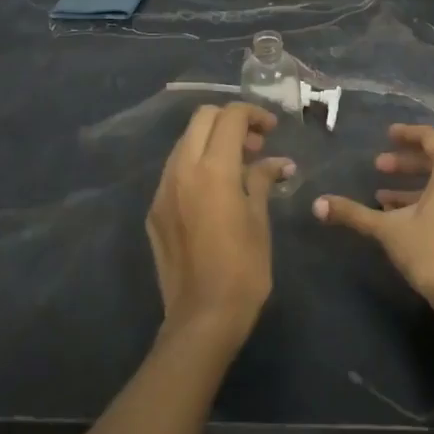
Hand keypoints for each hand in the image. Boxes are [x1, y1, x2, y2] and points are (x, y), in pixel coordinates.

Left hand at [146, 103, 292, 340]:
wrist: (202, 318)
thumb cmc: (243, 268)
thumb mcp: (259, 219)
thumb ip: (263, 180)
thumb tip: (278, 163)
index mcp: (213, 169)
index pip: (230, 117)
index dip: (254, 114)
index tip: (272, 129)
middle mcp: (182, 170)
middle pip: (202, 119)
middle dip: (230, 121)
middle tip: (255, 144)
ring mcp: (163, 190)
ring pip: (185, 142)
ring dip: (211, 141)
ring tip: (238, 166)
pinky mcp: (155, 211)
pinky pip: (175, 171)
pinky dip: (196, 165)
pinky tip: (215, 191)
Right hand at [313, 124, 433, 322]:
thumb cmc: (433, 252)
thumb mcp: (389, 230)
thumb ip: (354, 214)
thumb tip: (317, 205)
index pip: (430, 138)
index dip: (407, 134)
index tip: (386, 134)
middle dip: (405, 163)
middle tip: (378, 166)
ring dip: (412, 186)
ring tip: (381, 196)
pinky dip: (426, 201)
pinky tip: (401, 218)